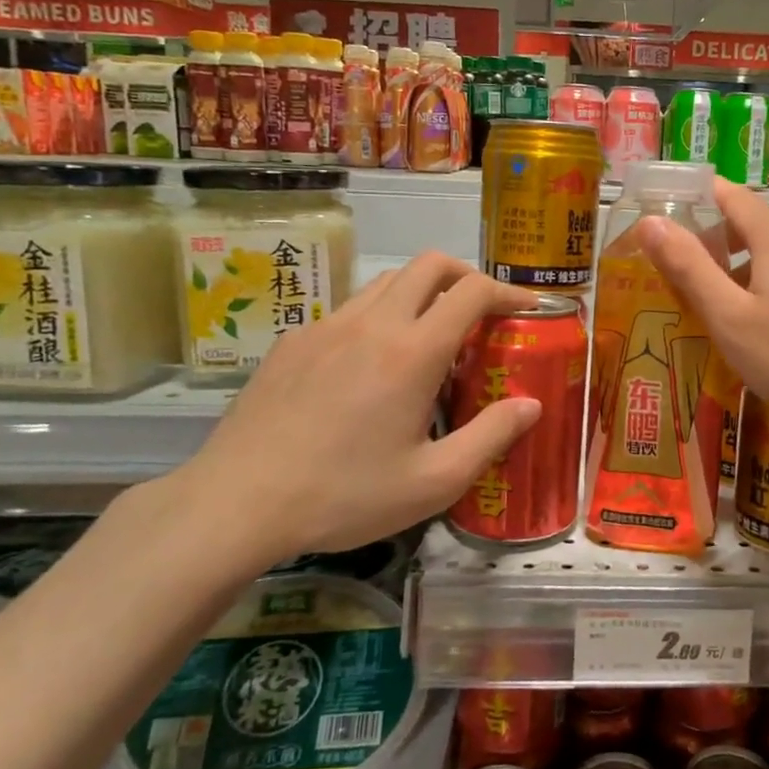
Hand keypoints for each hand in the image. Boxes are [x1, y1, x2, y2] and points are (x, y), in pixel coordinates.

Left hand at [169, 253, 542, 573]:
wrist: (237, 504)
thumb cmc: (345, 496)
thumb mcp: (433, 482)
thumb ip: (491, 437)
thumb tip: (532, 404)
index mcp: (412, 353)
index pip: (472, 291)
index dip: (508, 291)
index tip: (528, 308)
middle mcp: (371, 324)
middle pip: (429, 265)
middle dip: (466, 276)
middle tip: (483, 312)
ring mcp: (326, 327)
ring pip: (386, 282)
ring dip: (421, 294)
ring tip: (430, 339)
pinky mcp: (293, 341)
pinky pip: (349, 310)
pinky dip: (379, 318)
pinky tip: (370, 368)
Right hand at [638, 178, 768, 440]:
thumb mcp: (730, 318)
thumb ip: (689, 268)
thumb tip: (651, 221)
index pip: (731, 195)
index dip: (697, 196)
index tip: (667, 212)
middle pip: (756, 226)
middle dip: (718, 242)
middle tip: (687, 275)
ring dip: (747, 270)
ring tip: (726, 310)